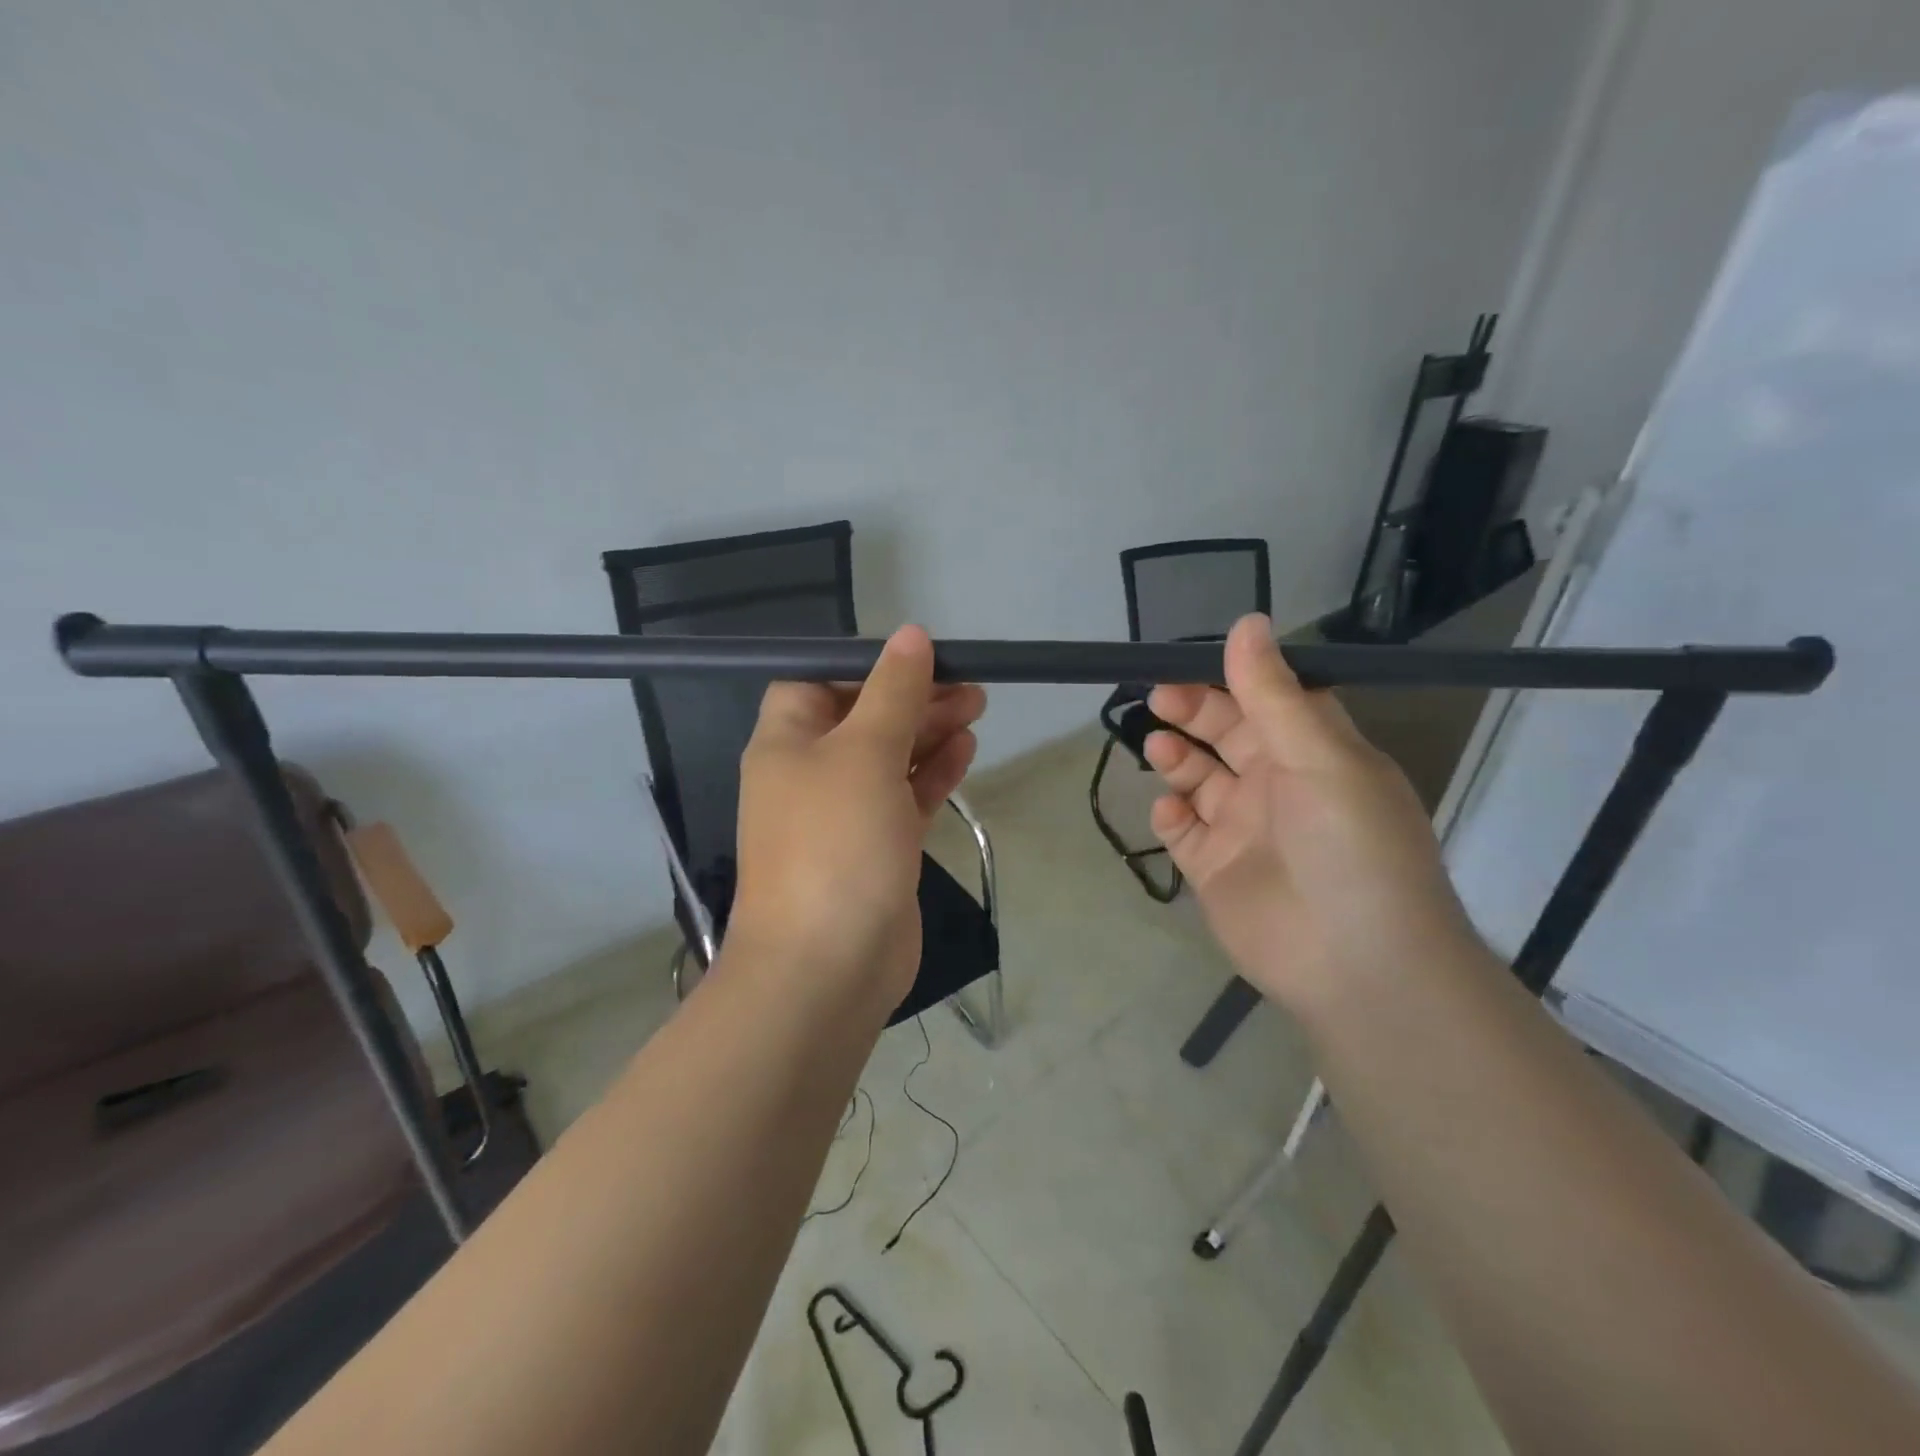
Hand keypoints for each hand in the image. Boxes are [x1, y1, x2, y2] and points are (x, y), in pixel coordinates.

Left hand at [728, 626, 985, 1019]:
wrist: (827, 966)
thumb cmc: (836, 843)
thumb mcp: (865, 752)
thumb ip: (892, 692)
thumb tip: (910, 635)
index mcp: (786, 741)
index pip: (817, 681)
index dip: (864, 666)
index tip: (917, 659)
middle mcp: (809, 774)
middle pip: (863, 717)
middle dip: (913, 698)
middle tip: (970, 686)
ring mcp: (843, 815)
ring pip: (889, 758)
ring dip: (929, 732)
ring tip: (978, 708)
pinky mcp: (876, 849)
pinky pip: (904, 797)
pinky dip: (932, 774)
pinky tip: (966, 750)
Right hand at [1143, 614, 1477, 1012]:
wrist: (1357, 965)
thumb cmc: (1350, 847)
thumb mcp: (1320, 758)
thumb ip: (1273, 694)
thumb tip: (1247, 622)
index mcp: (1316, 753)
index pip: (1270, 699)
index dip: (1232, 677)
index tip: (1189, 661)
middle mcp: (1280, 785)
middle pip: (1227, 733)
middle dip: (1193, 711)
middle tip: (1159, 699)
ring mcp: (1245, 829)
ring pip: (1199, 779)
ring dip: (1177, 758)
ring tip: (1160, 749)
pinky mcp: (1216, 869)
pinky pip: (1182, 831)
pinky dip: (1170, 815)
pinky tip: (1169, 810)